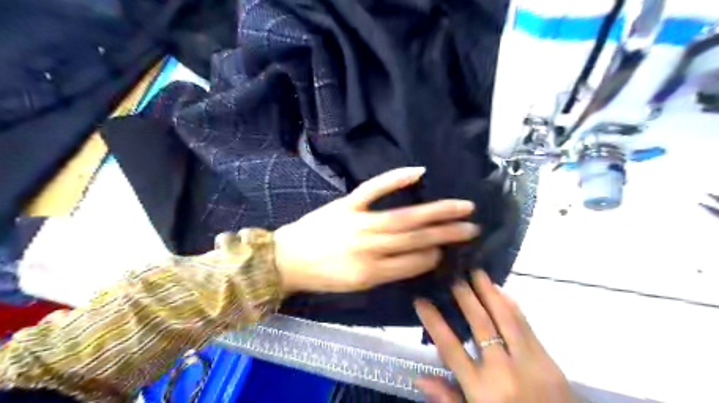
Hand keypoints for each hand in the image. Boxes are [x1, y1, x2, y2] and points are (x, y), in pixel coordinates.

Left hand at [273, 167, 479, 292]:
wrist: (286, 259)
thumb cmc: (322, 276)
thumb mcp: (355, 285)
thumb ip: (386, 272)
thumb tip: (418, 257)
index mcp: (370, 272)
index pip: (413, 262)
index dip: (434, 255)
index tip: (449, 249)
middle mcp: (368, 247)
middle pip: (415, 238)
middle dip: (447, 233)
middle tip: (472, 227)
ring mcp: (358, 221)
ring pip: (403, 217)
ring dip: (435, 211)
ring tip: (461, 206)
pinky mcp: (347, 204)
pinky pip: (373, 188)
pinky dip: (395, 178)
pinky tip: (419, 172)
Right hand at [417, 270, 573, 401]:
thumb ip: (448, 398)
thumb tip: (419, 378)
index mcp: (481, 389)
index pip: (450, 348)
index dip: (434, 322)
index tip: (421, 301)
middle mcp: (503, 371)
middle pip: (481, 325)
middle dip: (465, 297)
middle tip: (454, 277)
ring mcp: (529, 363)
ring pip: (506, 319)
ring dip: (490, 293)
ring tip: (477, 272)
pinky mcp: (549, 361)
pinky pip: (527, 326)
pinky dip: (513, 306)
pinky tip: (503, 292)